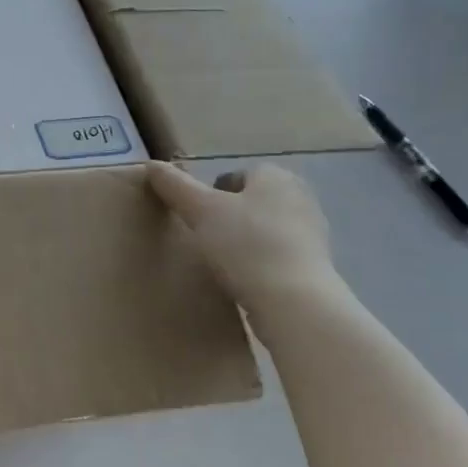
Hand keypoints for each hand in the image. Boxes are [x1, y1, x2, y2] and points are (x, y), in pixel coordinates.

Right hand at [146, 160, 339, 319]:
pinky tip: (245, 280)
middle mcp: (300, 196)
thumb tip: (151, 165)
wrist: (294, 301)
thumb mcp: (200, 210)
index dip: (210, 194)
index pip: (235, 175)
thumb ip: (174, 185)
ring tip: (222, 263)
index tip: (195, 218)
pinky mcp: (316, 264)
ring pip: (265, 228)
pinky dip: (261, 263)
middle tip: (205, 239)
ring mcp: (312, 231)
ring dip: (246, 241)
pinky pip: (278, 255)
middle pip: (251, 201)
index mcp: (275, 175)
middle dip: (229, 217)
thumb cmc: (246, 245)